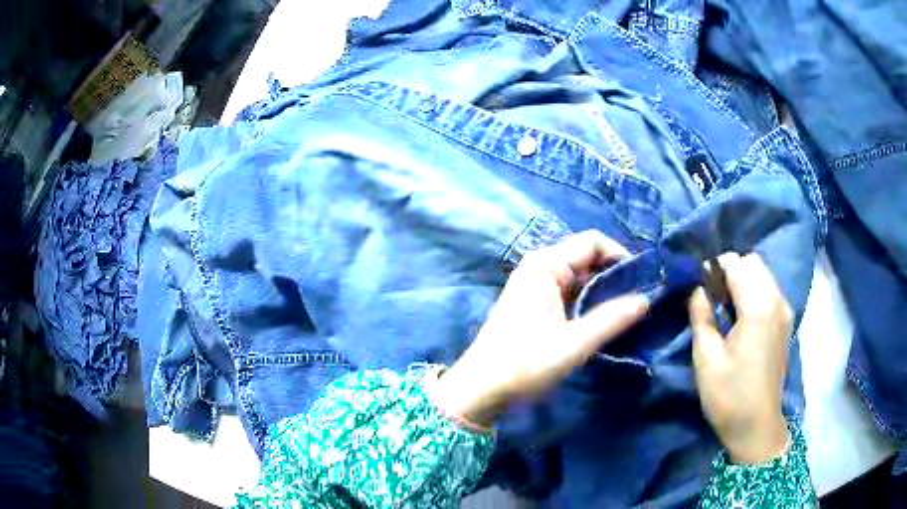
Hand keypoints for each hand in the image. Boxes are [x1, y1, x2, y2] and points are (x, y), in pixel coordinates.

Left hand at [433, 230, 649, 427]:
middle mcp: (541, 267)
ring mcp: (536, 285)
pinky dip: (589, 302)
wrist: (482, 388)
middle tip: (639, 300)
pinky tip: (604, 320)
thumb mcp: (574, 342)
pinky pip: (570, 293)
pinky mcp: (536, 303)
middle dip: (614, 276)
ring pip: (580, 277)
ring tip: (628, 312)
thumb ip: (612, 319)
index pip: (593, 242)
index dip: (620, 256)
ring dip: (603, 292)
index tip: (642, 281)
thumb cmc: (525, 363)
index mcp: (546, 264)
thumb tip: (646, 299)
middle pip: (587, 258)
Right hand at [688, 252, 792, 463]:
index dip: (713, 269)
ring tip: (725, 310)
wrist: (756, 427)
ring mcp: (785, 310)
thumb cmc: (729, 396)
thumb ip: (701, 316)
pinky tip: (740, 320)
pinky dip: (753, 292)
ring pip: (762, 275)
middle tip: (711, 299)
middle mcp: (777, 300)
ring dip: (742, 281)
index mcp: (759, 306)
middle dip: (730, 271)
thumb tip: (696, 289)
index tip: (698, 290)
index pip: (736, 263)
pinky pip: (769, 290)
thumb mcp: (706, 358)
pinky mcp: (786, 322)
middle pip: (753, 262)